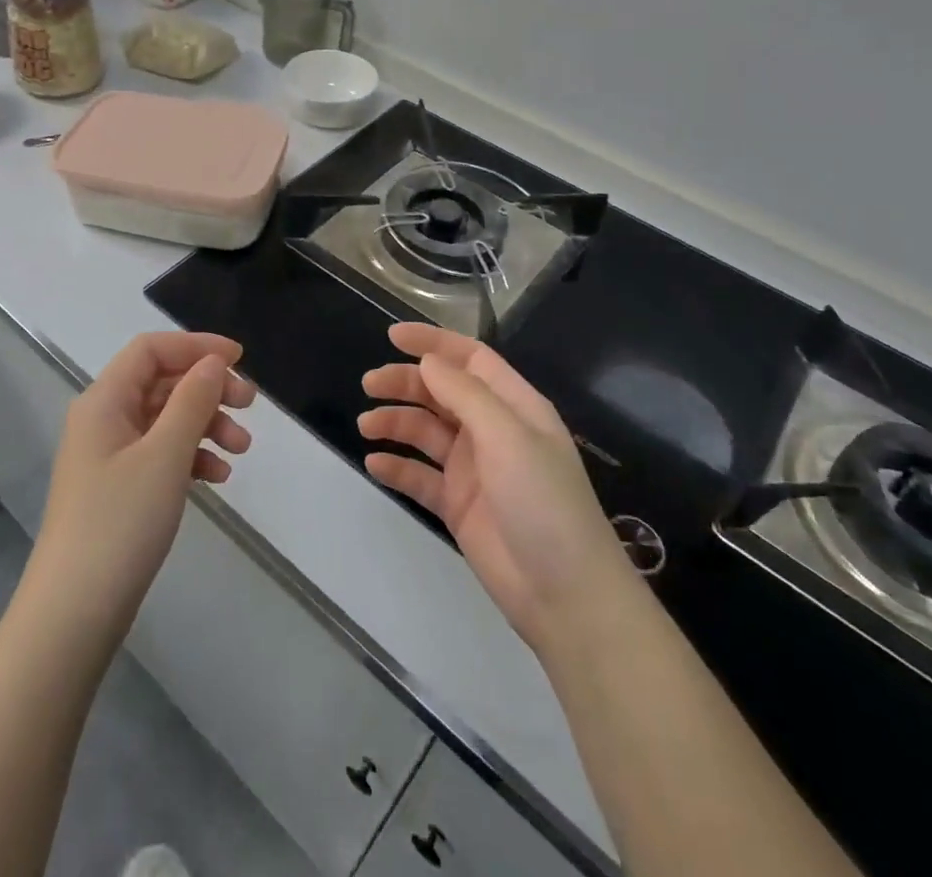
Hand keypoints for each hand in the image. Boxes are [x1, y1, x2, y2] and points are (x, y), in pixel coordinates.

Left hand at [31, 331, 252, 637]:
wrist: (73, 614)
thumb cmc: (120, 524)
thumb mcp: (164, 455)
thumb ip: (192, 401)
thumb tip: (213, 362)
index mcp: (104, 400)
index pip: (151, 349)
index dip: (196, 345)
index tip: (240, 359)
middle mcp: (103, 419)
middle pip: (162, 382)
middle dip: (208, 388)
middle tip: (250, 406)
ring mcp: (109, 456)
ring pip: (166, 419)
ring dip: (206, 424)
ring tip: (242, 449)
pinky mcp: (118, 488)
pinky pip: (161, 453)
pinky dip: (191, 456)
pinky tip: (217, 477)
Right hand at [358, 323, 632, 653]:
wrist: (566, 595)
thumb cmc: (543, 502)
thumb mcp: (508, 437)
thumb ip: (465, 395)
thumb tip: (427, 361)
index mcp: (514, 406)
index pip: (470, 359)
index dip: (434, 343)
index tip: (393, 336)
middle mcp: (492, 431)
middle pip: (442, 392)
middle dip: (405, 383)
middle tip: (369, 384)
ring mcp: (474, 469)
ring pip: (426, 432)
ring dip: (396, 422)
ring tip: (366, 425)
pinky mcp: (458, 505)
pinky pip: (421, 476)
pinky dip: (398, 466)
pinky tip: (374, 463)